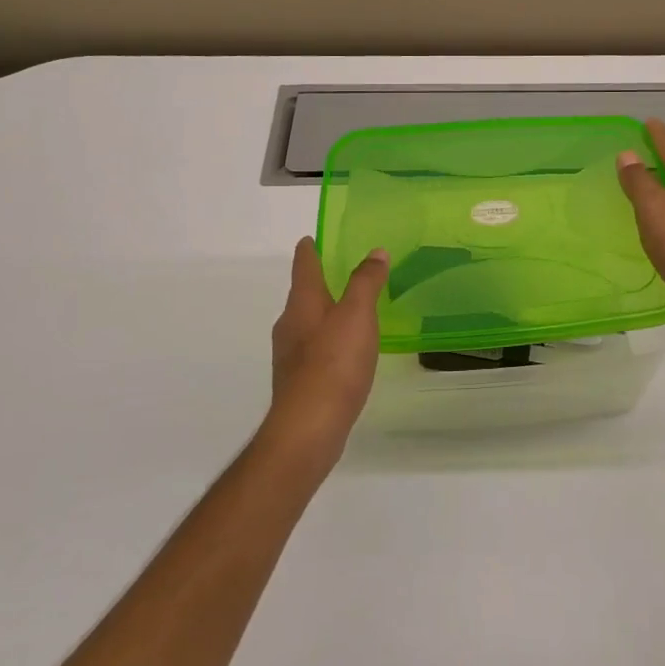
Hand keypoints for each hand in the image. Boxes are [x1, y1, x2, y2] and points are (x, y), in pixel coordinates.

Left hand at [263, 237, 388, 467]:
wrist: (308, 428)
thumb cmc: (334, 363)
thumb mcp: (357, 315)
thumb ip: (366, 282)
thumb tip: (375, 252)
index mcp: (302, 303)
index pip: (303, 266)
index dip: (309, 250)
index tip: (312, 238)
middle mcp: (289, 325)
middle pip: (302, 295)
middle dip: (319, 282)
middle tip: (343, 272)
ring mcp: (290, 356)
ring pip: (307, 323)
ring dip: (324, 313)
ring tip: (349, 311)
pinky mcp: (298, 382)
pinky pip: (313, 350)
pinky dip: (327, 342)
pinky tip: (345, 353)